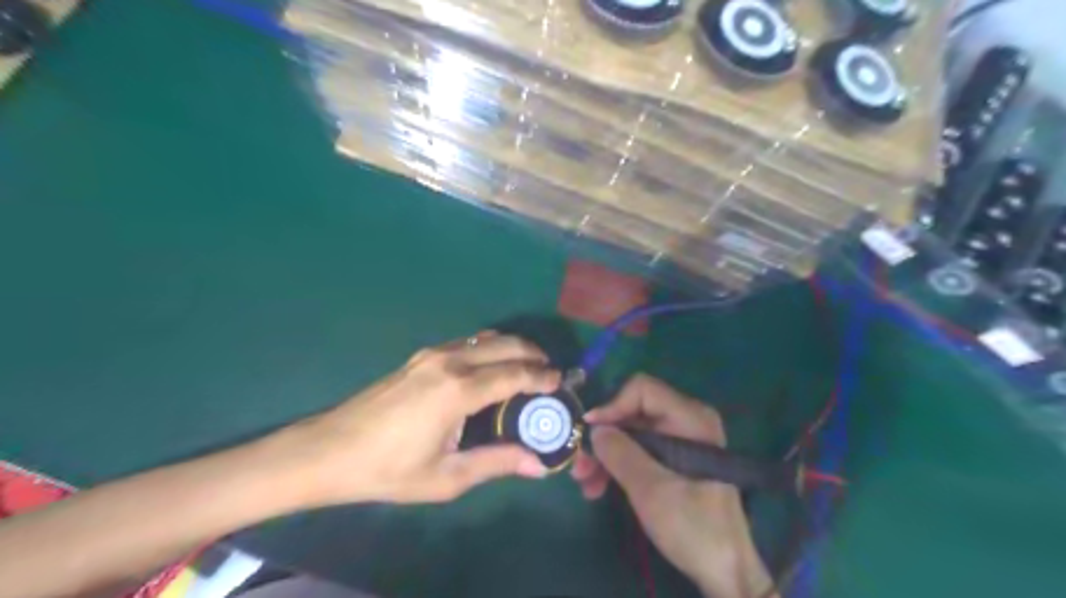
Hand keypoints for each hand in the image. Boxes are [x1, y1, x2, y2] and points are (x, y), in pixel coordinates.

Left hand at [277, 334, 557, 506]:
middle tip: (549, 373)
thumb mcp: (447, 476)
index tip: (561, 382)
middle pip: (506, 345)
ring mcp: (433, 354)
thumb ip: (497, 463)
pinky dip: (490, 349)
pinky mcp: (421, 356)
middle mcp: (451, 361)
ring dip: (512, 348)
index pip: (516, 374)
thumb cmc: (389, 469)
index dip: (542, 377)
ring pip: (486, 338)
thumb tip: (538, 464)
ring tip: (526, 369)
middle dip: (534, 354)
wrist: (330, 450)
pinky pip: (468, 342)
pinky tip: (490, 369)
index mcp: (460, 390)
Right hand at [571, 375, 771, 594]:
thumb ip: (620, 453)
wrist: (726, 570)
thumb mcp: (651, 489)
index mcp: (690, 418)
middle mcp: (686, 421)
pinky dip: (618, 465)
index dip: (612, 406)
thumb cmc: (693, 526)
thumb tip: (594, 429)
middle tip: (580, 465)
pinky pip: (639, 450)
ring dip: (606, 455)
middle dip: (604, 437)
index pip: (642, 389)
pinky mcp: (674, 460)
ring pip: (631, 433)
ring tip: (586, 483)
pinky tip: (599, 487)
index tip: (590, 432)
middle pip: (633, 412)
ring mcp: (680, 441)